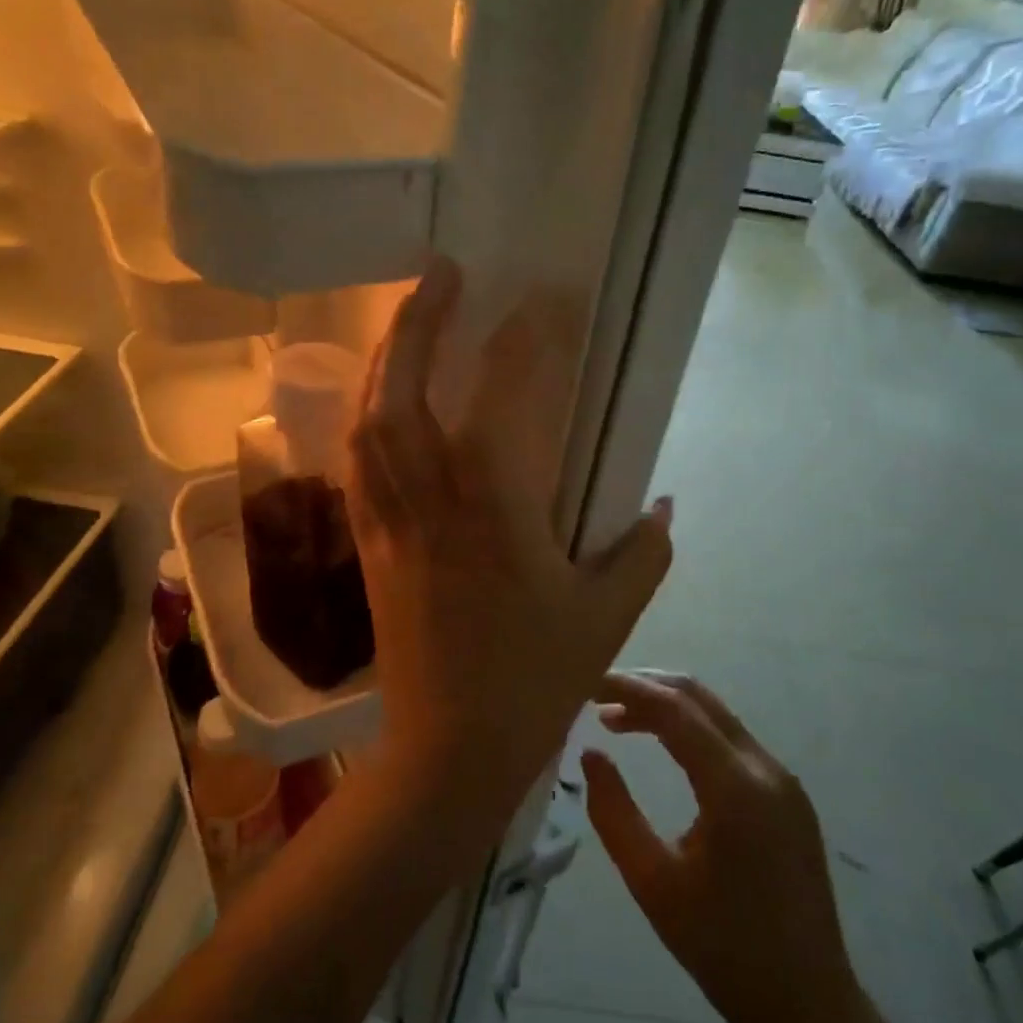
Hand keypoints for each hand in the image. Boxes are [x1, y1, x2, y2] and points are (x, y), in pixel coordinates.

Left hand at [346, 260, 673, 844]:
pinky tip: (382, 400)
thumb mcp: (606, 617)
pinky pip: (358, 464)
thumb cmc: (532, 684)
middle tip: (441, 271)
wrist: (448, 751)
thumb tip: (665, 502)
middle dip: (420, 321)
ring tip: (409, 320)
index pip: (502, 397)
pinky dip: (367, 416)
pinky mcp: (370, 545)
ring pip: (369, 421)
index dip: (523, 338)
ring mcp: (390, 521)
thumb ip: (643, 553)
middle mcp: (431, 501)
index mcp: (495, 510)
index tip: (544, 298)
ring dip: (386, 359)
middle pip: (404, 392)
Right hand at [583, 672, 866, 1022]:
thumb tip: (590, 753)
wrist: (809, 1008)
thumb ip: (613, 812)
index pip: (674, 709)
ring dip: (666, 706)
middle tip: (595, 694)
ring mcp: (783, 779)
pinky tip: (661, 745)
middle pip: (698, 698)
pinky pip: (731, 740)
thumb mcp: (652, 883)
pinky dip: (690, 729)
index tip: (584, 681)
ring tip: (615, 717)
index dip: (626, 687)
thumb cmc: (721, 949)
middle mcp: (766, 769)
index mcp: (736, 789)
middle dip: (644, 687)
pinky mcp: (788, 794)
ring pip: (716, 715)